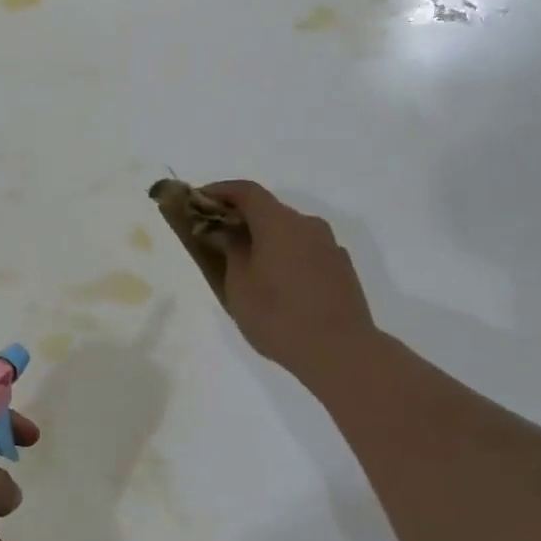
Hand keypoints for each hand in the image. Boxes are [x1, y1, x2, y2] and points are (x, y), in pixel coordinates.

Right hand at [201, 180, 378, 377]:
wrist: (340, 350)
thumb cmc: (278, 316)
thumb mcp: (239, 286)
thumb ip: (232, 252)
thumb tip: (230, 234)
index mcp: (278, 224)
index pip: (247, 191)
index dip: (221, 191)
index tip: (199, 199)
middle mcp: (307, 225)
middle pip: (269, 210)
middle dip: (241, 218)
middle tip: (218, 236)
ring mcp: (329, 245)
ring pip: (289, 231)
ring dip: (265, 238)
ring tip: (247, 265)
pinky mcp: (341, 267)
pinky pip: (305, 250)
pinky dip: (286, 255)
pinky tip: (277, 283)